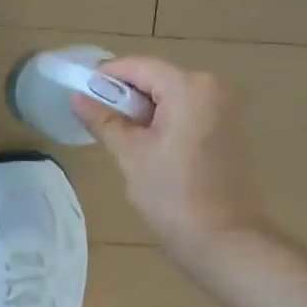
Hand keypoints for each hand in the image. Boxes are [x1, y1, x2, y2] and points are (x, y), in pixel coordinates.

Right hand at [70, 58, 272, 269]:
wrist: (225, 240)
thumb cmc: (172, 195)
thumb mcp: (130, 154)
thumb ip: (103, 120)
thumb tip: (77, 97)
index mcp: (190, 87)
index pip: (138, 66)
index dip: (105, 76)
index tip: (79, 92)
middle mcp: (214, 88)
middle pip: (157, 78)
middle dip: (124, 95)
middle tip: (95, 119)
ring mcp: (227, 108)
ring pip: (171, 96)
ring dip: (142, 110)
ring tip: (118, 136)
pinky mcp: (230, 129)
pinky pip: (187, 112)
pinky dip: (163, 121)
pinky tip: (147, 146)